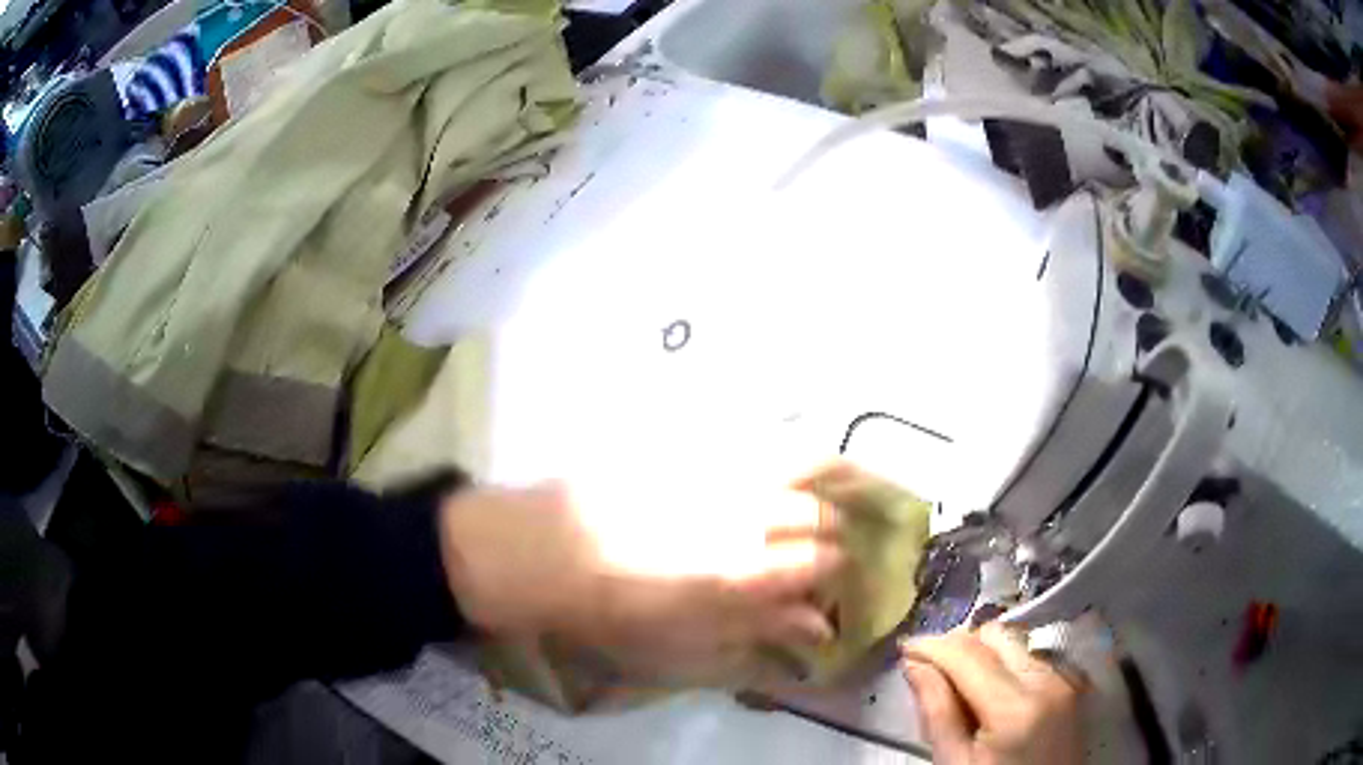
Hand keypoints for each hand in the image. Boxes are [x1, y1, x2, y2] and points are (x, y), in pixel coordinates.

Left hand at [437, 481, 843, 686]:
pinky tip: (801, 458)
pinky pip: (762, 436)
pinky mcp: (698, 448)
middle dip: (842, 531)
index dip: (842, 573)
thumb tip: (818, 629)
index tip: (841, 583)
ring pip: (805, 456)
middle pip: (821, 513)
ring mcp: (724, 471)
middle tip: (842, 544)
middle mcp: (747, 511)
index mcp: (746, 568)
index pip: (825, 561)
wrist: (545, 551)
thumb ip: (760, 631)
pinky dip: (796, 445)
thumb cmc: (614, 612)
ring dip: (842, 468)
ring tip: (861, 480)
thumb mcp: (686, 644)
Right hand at [900, 623, 1083, 764]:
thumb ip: (937, 712)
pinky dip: (1004, 664)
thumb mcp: (954, 763)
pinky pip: (1030, 657)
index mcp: (1016, 708)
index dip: (932, 646)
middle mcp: (1046, 680)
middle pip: (995, 636)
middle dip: (958, 645)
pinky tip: (989, 692)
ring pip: (1014, 643)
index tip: (904, 648)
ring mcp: (1064, 679)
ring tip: (958, 684)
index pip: (968, 655)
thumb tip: (914, 664)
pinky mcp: (1070, 684)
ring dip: (982, 654)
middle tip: (929, 668)